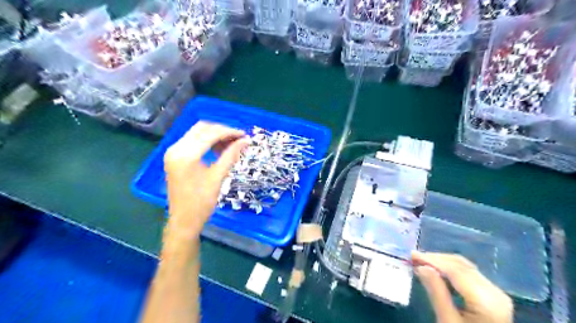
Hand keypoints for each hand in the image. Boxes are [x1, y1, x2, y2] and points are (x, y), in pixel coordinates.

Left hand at [165, 121, 250, 242]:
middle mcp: (176, 148)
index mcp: (186, 155)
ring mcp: (173, 152)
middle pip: (202, 129)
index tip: (244, 136)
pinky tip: (218, 150)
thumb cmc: (202, 202)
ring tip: (231, 145)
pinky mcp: (174, 157)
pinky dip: (206, 142)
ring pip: (197, 133)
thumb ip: (231, 155)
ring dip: (214, 135)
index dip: (229, 132)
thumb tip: (246, 141)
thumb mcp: (218, 177)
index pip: (210, 134)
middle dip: (222, 131)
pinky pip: (192, 141)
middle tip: (238, 139)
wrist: (184, 220)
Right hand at [411, 251, 515, 322]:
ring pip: (465, 267)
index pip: (455, 271)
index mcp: (487, 301)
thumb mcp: (447, 321)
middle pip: (461, 266)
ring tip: (421, 262)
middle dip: (435, 259)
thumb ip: (436, 292)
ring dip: (442, 263)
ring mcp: (496, 293)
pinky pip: (468, 275)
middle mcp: (495, 292)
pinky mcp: (492, 296)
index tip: (412, 255)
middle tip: (414, 258)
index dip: (432, 260)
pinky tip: (436, 272)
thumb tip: (421, 267)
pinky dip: (450, 271)